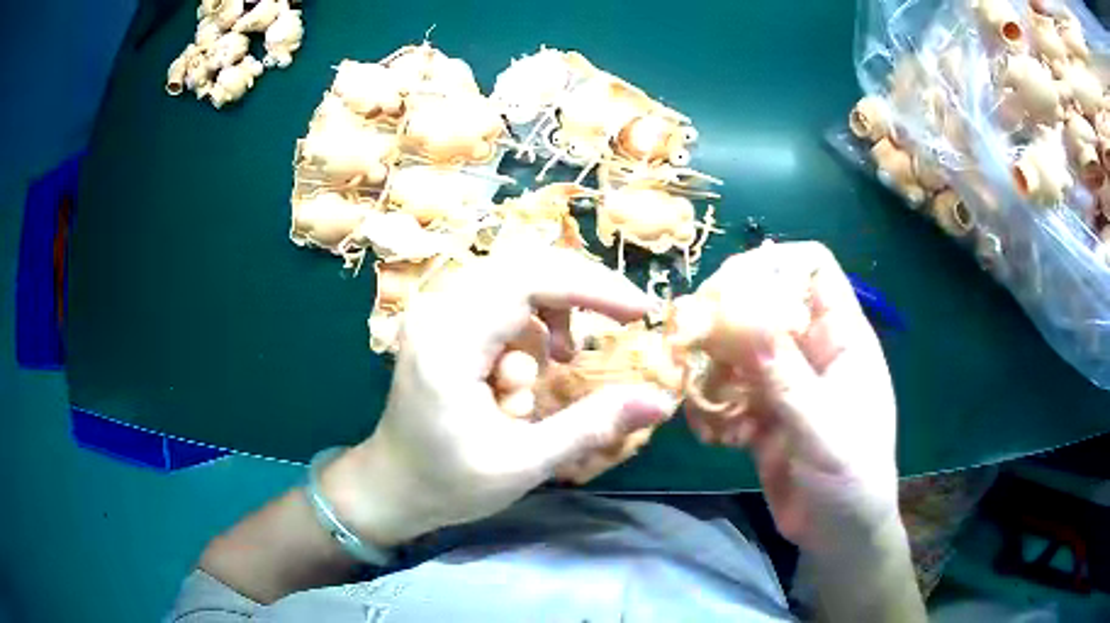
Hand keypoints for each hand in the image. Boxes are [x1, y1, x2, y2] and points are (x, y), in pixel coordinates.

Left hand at [323, 248, 675, 547]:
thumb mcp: (523, 463)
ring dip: (552, 310)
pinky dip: (531, 322)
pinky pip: (499, 298)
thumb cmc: (447, 483)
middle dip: (579, 292)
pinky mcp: (443, 323)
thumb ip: (592, 426)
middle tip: (618, 321)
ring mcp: (436, 313)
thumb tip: (660, 400)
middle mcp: (438, 312)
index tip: (638, 312)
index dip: (590, 287)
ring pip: (514, 278)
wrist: (391, 488)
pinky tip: (529, 366)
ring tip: (562, 359)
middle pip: (522, 266)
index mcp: (449, 342)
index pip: (527, 280)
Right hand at [686, 242, 898, 553]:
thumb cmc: (852, 478)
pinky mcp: (764, 414)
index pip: (813, 268)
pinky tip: (714, 437)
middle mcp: (813, 350)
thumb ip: (785, 376)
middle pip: (766, 303)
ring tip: (696, 397)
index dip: (774, 265)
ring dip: (713, 369)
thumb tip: (739, 316)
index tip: (730, 290)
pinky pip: (730, 393)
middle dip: (728, 319)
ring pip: (741, 349)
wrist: (840, 535)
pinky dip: (714, 409)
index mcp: (842, 338)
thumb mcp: (823, 428)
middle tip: (693, 341)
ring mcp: (786, 382)